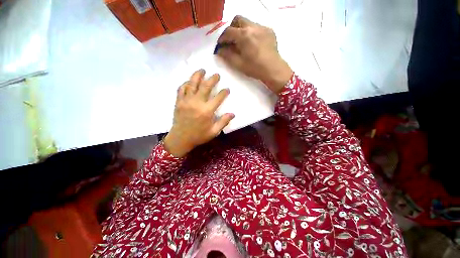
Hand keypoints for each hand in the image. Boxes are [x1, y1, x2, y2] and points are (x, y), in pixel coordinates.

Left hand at [163, 70, 234, 157]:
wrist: (180, 139)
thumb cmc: (199, 136)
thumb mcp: (214, 132)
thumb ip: (223, 122)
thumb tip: (233, 114)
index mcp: (206, 111)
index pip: (218, 98)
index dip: (224, 92)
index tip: (227, 89)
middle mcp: (196, 103)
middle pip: (205, 87)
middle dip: (212, 79)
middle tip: (216, 74)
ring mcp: (186, 101)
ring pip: (192, 84)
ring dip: (197, 76)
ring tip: (202, 70)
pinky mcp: (179, 102)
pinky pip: (181, 89)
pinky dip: (185, 83)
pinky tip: (189, 81)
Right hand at [217, 15, 292, 93]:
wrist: (273, 69)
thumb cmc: (255, 68)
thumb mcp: (238, 64)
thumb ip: (227, 55)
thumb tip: (219, 50)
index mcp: (244, 35)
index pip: (228, 31)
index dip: (222, 38)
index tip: (220, 45)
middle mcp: (253, 27)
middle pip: (238, 20)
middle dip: (231, 29)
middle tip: (230, 41)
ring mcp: (262, 27)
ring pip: (248, 22)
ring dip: (241, 30)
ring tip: (242, 43)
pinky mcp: (269, 31)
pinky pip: (257, 27)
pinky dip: (251, 33)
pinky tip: (253, 44)